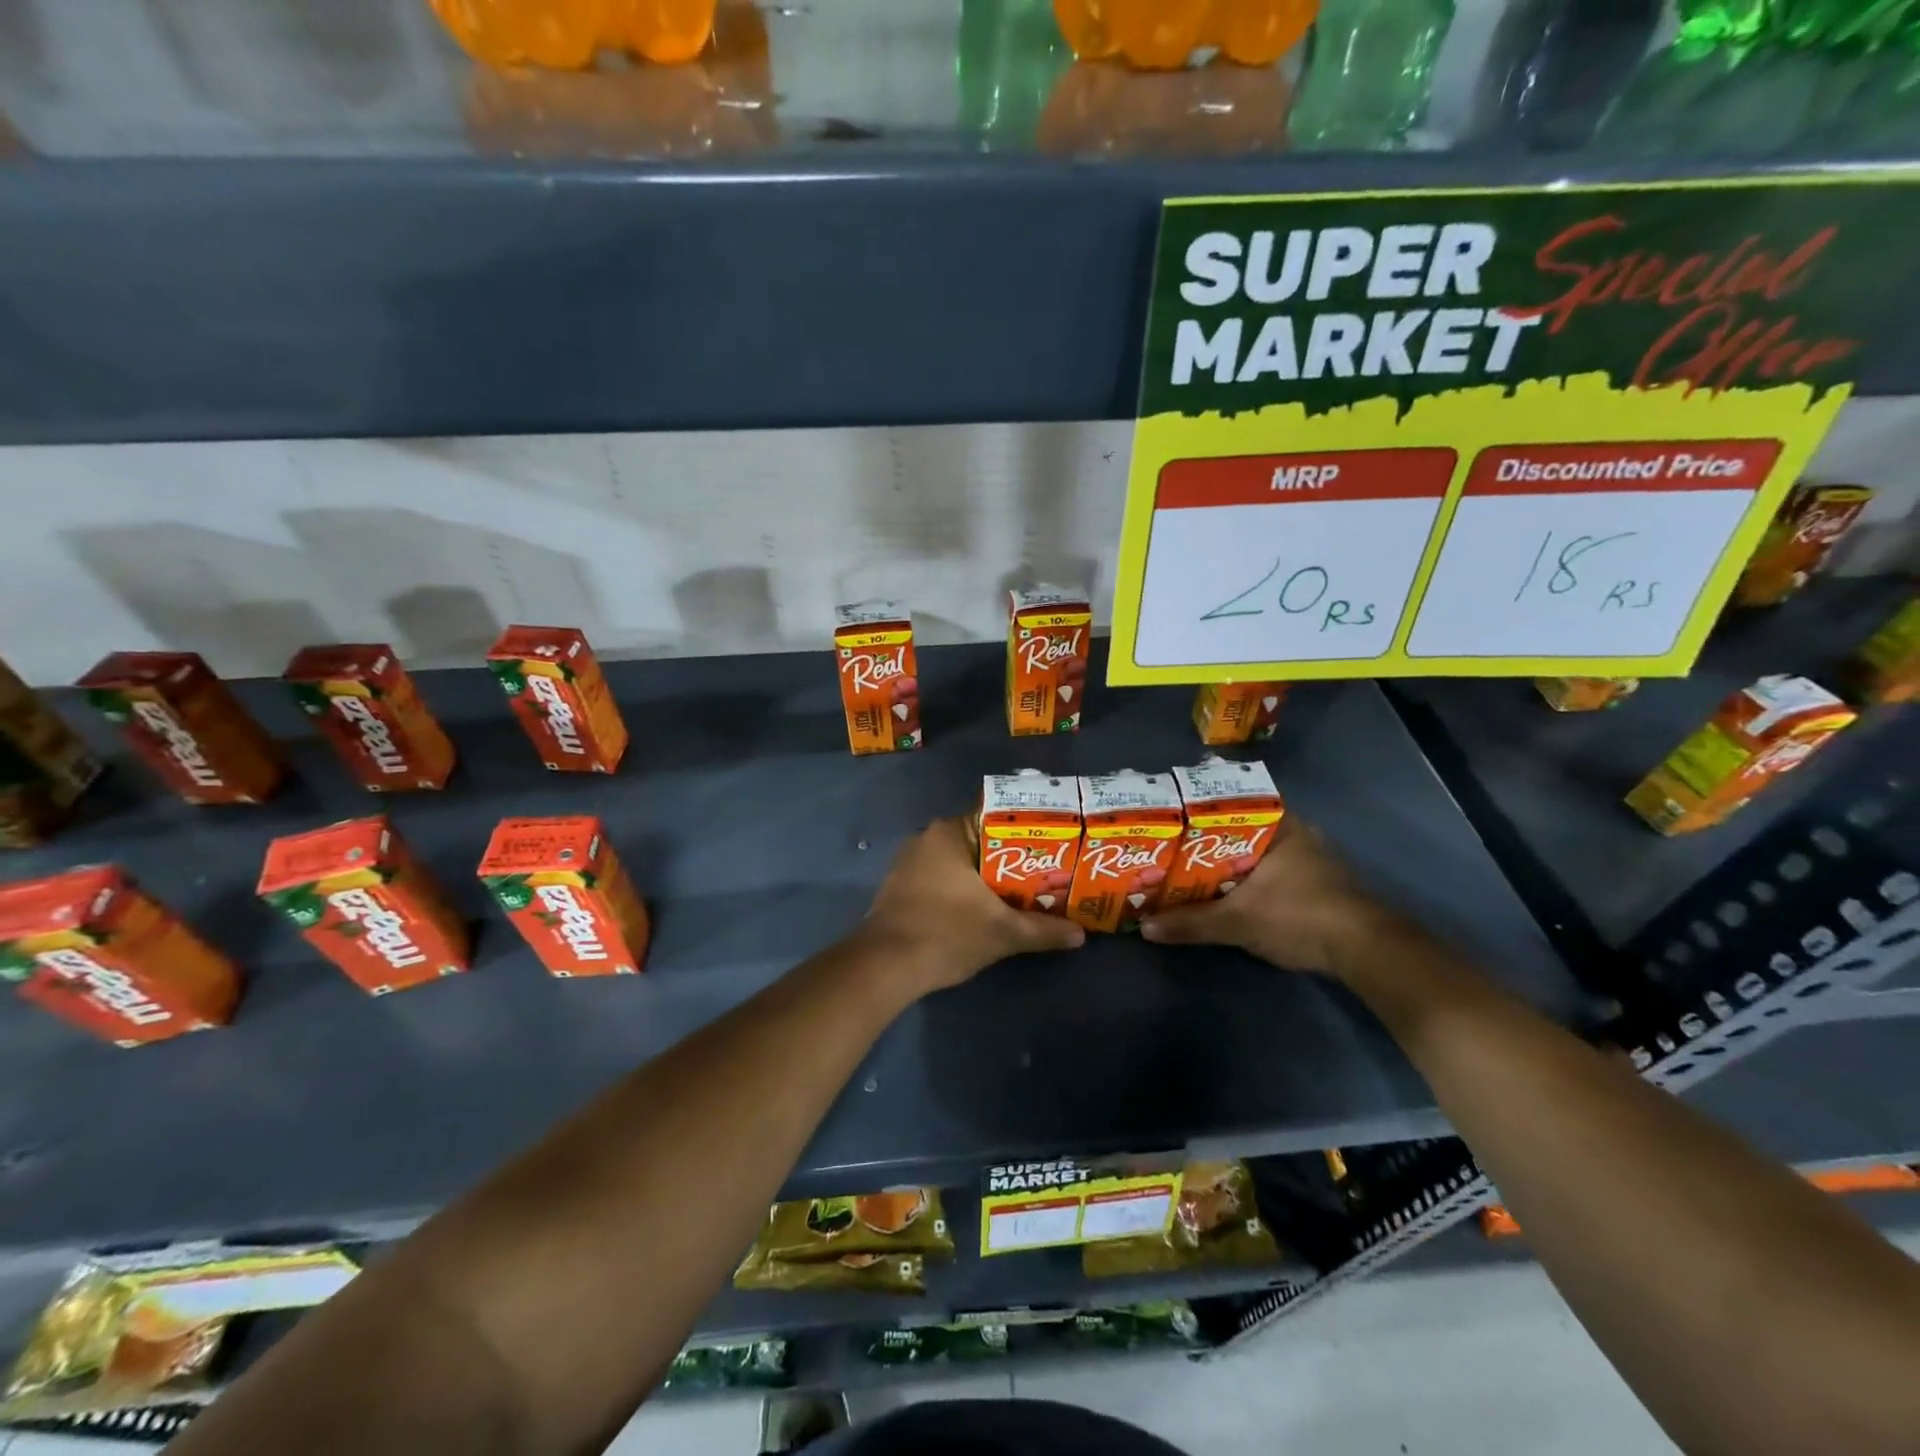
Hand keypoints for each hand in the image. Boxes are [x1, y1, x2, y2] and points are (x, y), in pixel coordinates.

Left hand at [854, 817, 1084, 993]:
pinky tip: (986, 908)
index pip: (999, 816)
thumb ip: (1043, 930)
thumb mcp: (1003, 933)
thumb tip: (1080, 935)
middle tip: (1047, 873)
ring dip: (988, 876)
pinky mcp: (901, 886)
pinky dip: (965, 888)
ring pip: (962, 861)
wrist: (884, 967)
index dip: (1029, 831)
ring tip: (1024, 892)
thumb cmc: (946, 934)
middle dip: (1013, 858)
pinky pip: (943, 877)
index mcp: (950, 832)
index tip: (1055, 846)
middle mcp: (928, 837)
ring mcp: (910, 862)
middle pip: (982, 840)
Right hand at [1140, 819, 1397, 977]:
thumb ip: (1192, 923)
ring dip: (1228, 864)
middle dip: (1208, 842)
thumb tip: (1146, 928)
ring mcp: (1311, 860)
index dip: (1199, 811)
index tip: (1171, 820)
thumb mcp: (1238, 921)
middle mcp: (1296, 835)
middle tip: (1172, 849)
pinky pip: (1270, 873)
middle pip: (1240, 831)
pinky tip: (1225, 893)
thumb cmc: (1300, 916)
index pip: (1232, 804)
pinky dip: (1247, 881)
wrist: (1366, 952)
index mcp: (1280, 825)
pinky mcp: (1317, 886)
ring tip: (1189, 871)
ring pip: (1257, 854)